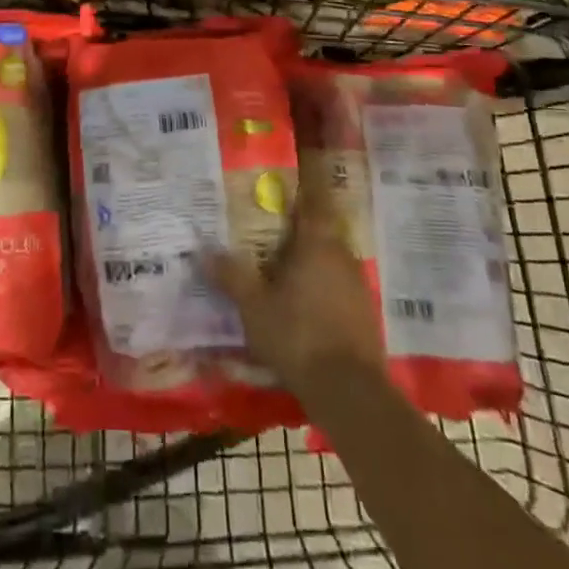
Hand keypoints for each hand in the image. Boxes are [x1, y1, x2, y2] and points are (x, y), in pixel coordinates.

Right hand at [206, 171, 384, 400]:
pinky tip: (303, 302)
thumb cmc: (297, 335)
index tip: (291, 177)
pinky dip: (321, 285)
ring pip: (331, 259)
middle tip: (272, 226)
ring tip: (283, 265)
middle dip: (300, 226)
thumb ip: (231, 275)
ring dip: (310, 258)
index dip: (306, 185)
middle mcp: (342, 256)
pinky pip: (338, 286)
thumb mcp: (253, 306)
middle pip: (322, 230)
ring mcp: (358, 286)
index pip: (316, 200)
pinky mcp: (364, 314)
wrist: (350, 391)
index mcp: (317, 244)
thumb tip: (203, 249)